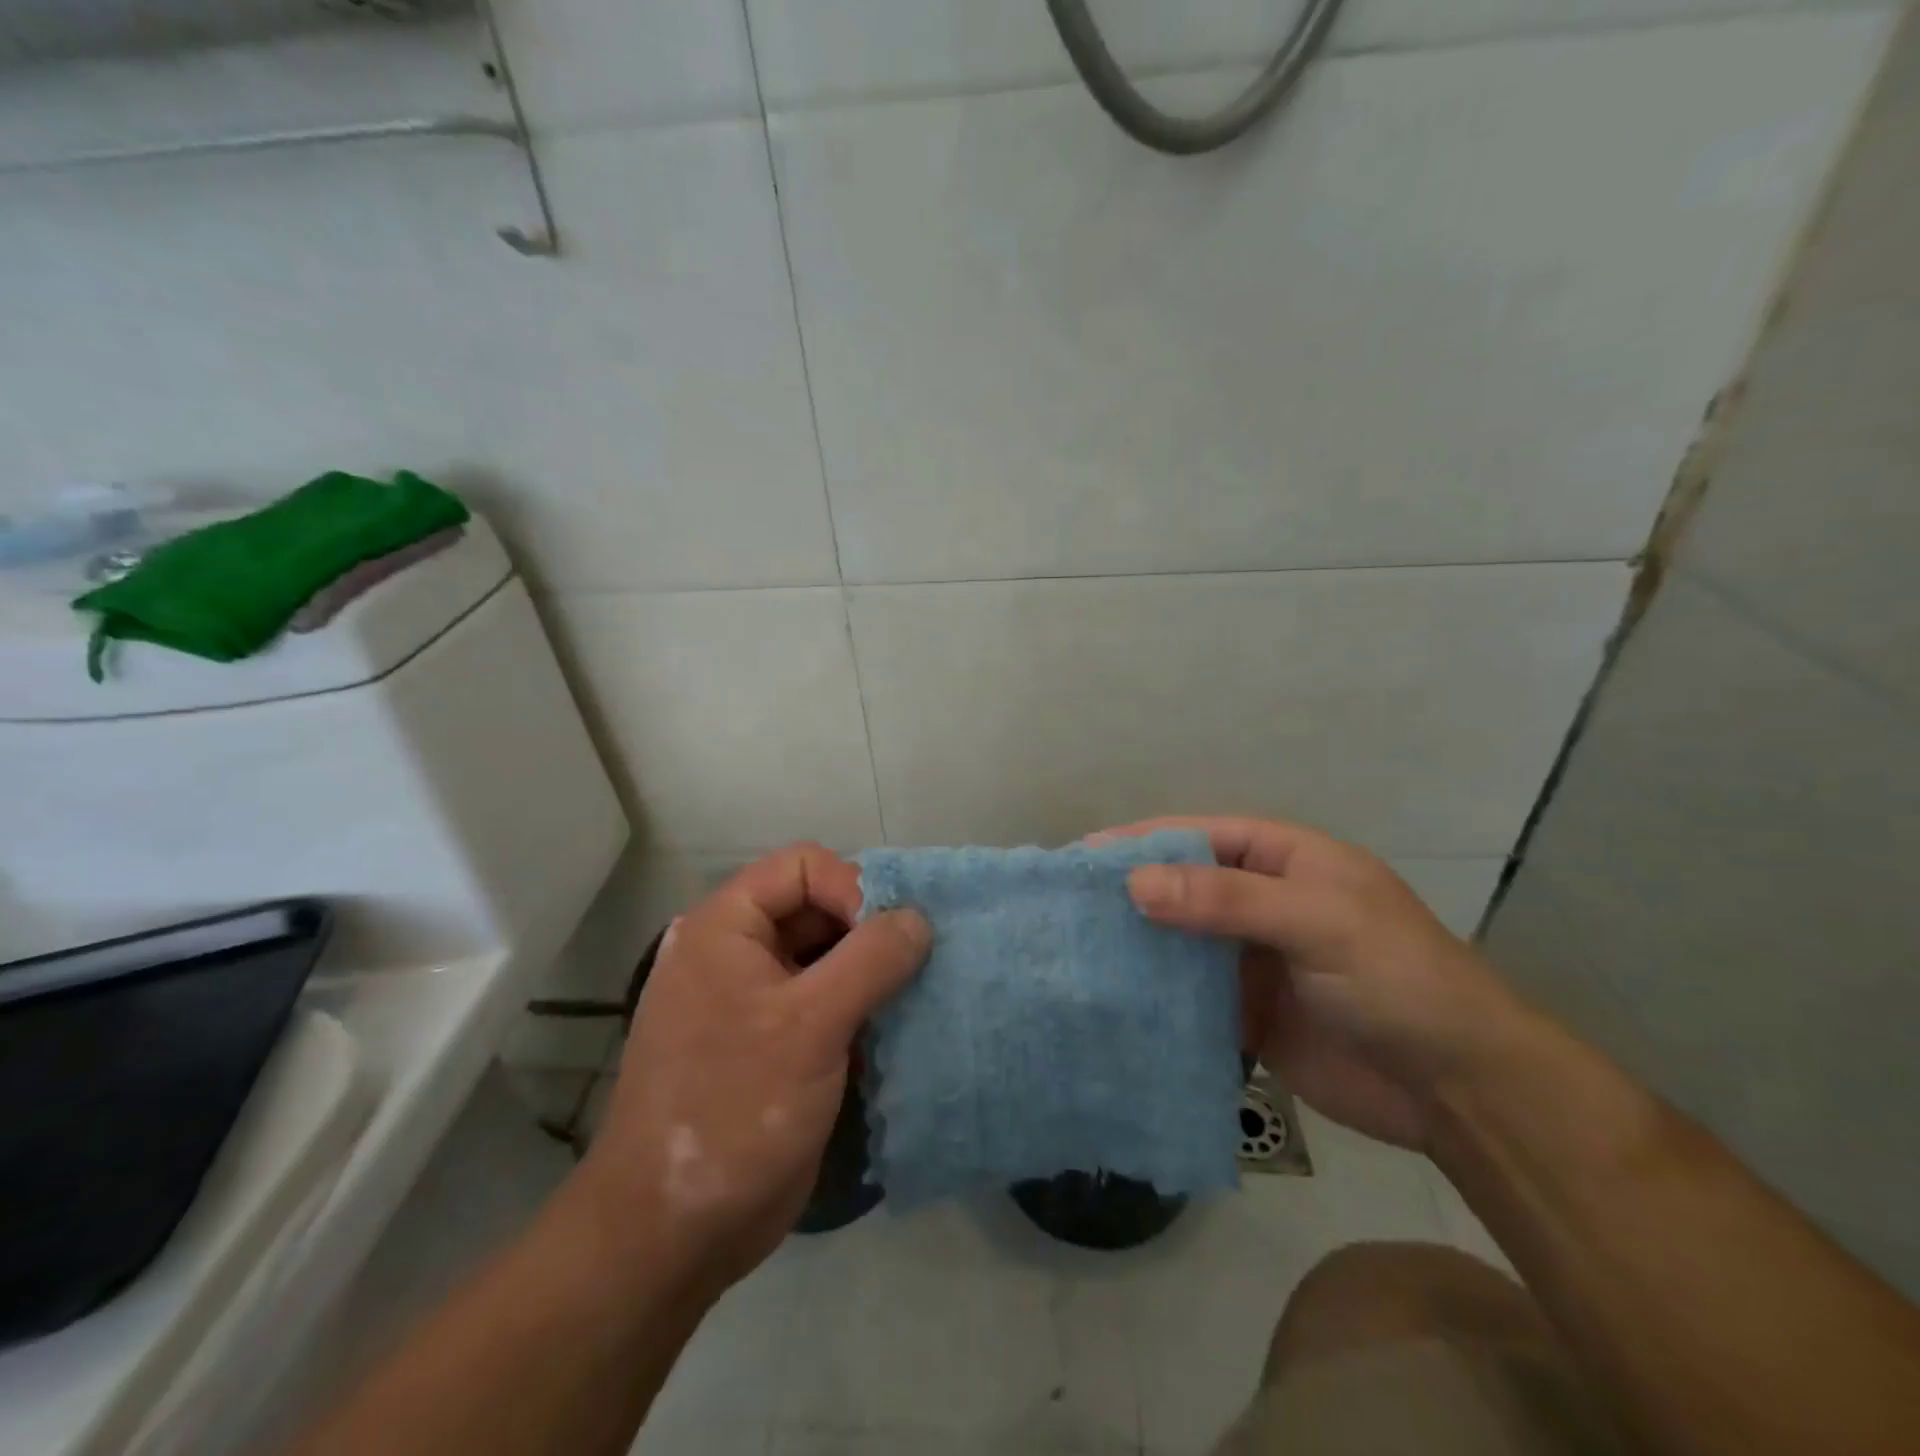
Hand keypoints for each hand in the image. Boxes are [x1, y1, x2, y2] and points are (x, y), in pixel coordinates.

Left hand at [570, 844, 929, 1297]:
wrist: (672, 1235)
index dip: (852, 887)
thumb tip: (918, 918)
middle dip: (868, 931)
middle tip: (915, 965)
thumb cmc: (735, 1108)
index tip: (890, 937)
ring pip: (825, 957)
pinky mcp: (772, 1045)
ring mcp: (753, 1001)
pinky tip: (894, 1034)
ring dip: (871, 972)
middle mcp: (736, 952)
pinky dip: (861, 1009)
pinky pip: (825, 1003)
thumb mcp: (810, 1025)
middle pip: (816, 908)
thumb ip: (871, 959)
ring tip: (914, 997)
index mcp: (726, 927)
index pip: (803, 866)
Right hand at [1101, 816, 1526, 1151]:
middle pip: (1183, 887)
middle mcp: (1263, 902)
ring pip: (1181, 941)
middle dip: (1131, 893)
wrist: (1458, 1090)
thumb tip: (1135, 883)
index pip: (1200, 836)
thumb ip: (1227, 899)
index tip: (1084, 857)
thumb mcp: (1318, 920)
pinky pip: (1190, 996)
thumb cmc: (1397, 978)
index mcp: (1285, 861)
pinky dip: (1156, 995)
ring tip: (1075, 950)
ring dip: (1137, 945)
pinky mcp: (1246, 1014)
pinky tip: (1114, 999)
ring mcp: (1252, 960)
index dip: (1143, 841)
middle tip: (1067, 906)